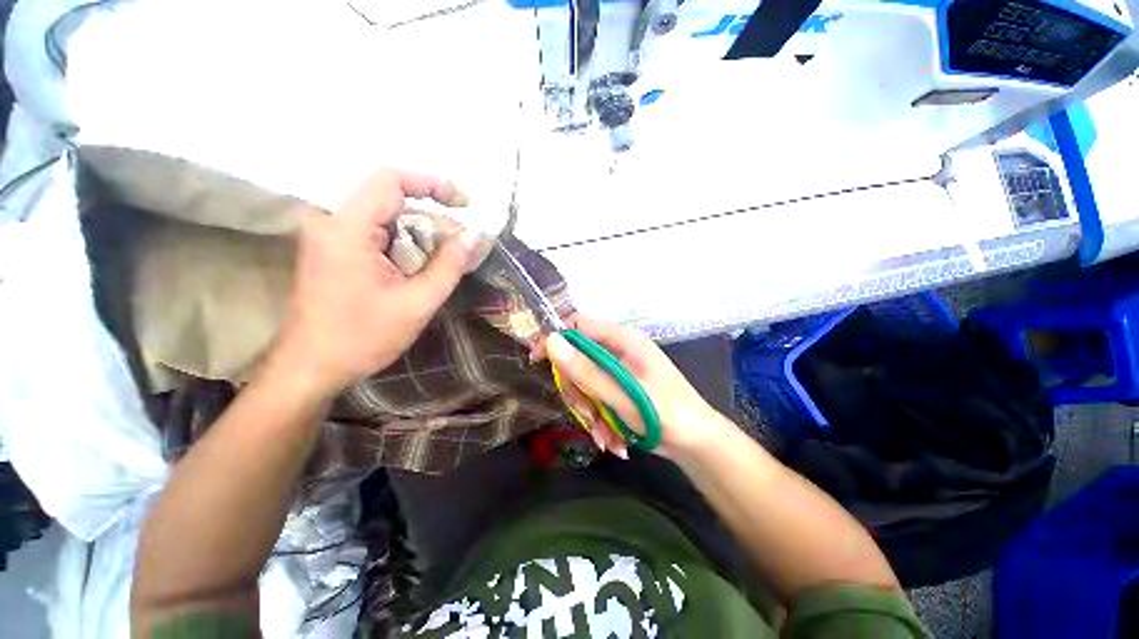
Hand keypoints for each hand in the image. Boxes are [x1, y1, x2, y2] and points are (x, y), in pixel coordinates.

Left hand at [276, 169, 488, 396]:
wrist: (311, 368)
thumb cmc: (362, 338)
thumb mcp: (417, 303)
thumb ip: (450, 265)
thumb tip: (477, 234)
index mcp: (347, 229)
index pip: (391, 180)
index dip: (433, 185)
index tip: (465, 205)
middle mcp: (332, 222)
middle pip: (392, 202)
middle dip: (433, 222)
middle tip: (462, 248)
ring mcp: (329, 236)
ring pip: (387, 220)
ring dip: (421, 237)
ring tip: (445, 264)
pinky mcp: (332, 250)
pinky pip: (376, 234)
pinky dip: (404, 246)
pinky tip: (420, 270)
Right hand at [541, 316, 731, 458]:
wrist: (696, 442)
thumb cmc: (666, 413)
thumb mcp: (622, 395)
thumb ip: (586, 370)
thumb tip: (552, 341)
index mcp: (621, 339)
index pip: (577, 325)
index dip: (555, 339)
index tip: (538, 361)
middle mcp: (617, 349)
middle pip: (576, 358)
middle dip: (577, 390)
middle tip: (587, 415)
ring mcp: (617, 369)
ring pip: (583, 382)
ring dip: (589, 411)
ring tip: (606, 437)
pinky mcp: (618, 387)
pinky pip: (595, 397)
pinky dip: (599, 419)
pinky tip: (612, 439)